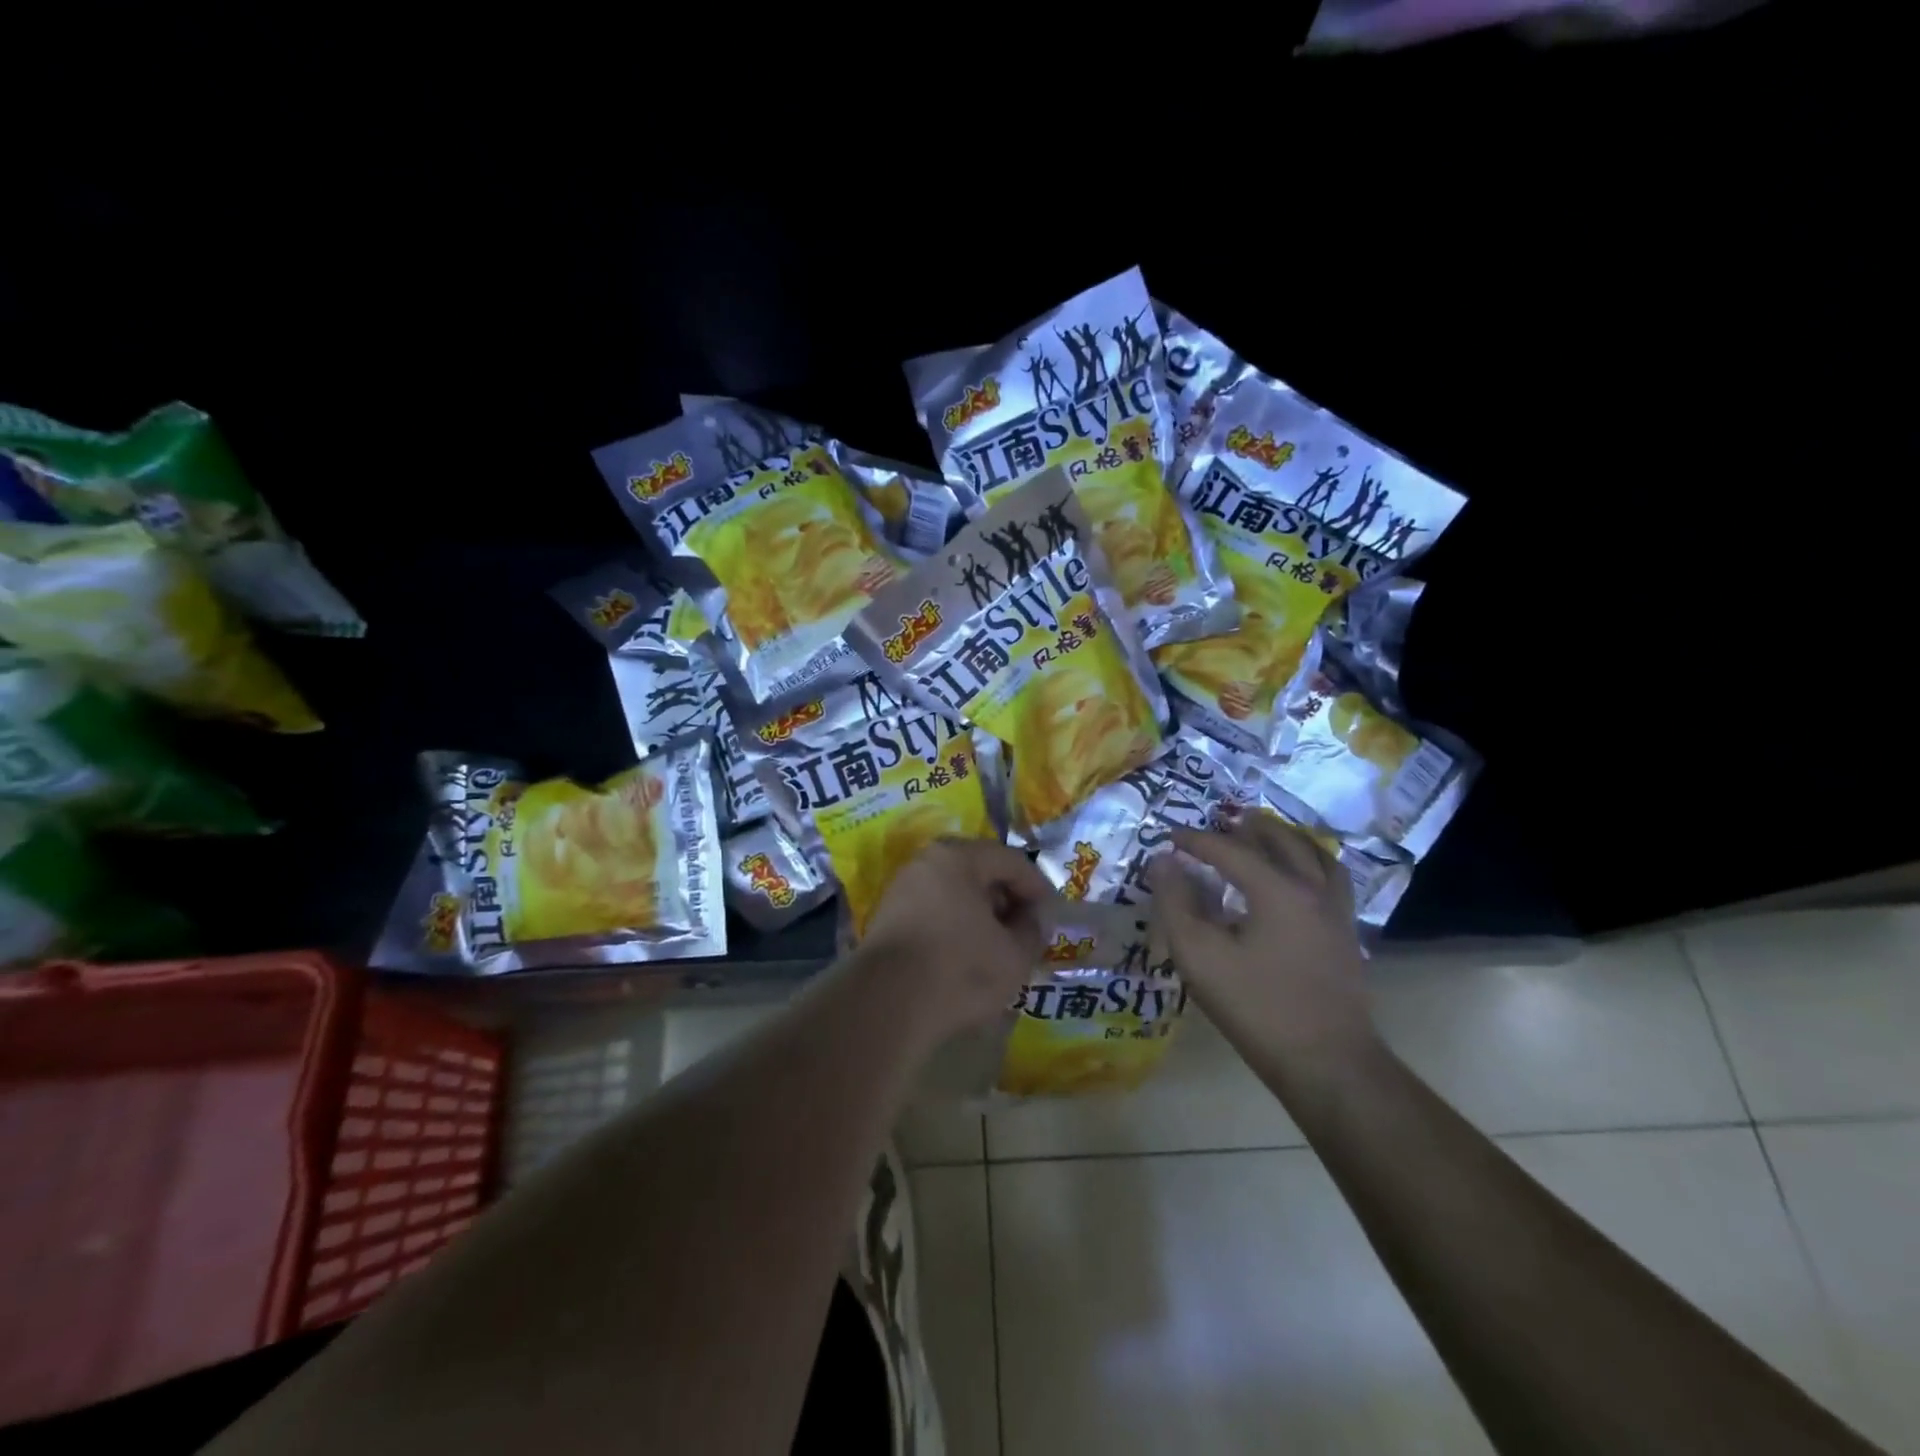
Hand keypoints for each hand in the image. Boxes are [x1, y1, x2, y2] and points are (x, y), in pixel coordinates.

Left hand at [858, 838, 1056, 1043]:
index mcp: (958, 857)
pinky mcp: (887, 918)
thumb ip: (1033, 930)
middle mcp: (926, 862)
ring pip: (955, 893)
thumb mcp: (1014, 955)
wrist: (885, 1005)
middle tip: (1026, 931)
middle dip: (1008, 900)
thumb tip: (1034, 918)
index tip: (1051, 917)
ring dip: (981, 915)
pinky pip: (934, 912)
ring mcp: (902, 889)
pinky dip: (956, 926)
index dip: (1038, 888)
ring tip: (999, 948)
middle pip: (980, 872)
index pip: (1011, 861)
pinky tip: (967, 956)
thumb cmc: (959, 970)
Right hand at [1149, 813, 1376, 1086]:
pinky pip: (1331, 880)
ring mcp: (1337, 912)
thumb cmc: (1258, 1008)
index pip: (1230, 850)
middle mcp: (1313, 889)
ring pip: (1315, 855)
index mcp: (1278, 889)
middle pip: (1282, 841)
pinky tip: (1299, 879)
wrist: (1329, 1064)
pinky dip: (1311, 864)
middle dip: (1248, 828)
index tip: (1169, 836)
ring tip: (1265, 837)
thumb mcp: (1200, 957)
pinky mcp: (1346, 936)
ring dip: (1286, 839)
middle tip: (1222, 823)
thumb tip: (1163, 862)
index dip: (1196, 840)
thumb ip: (1176, 904)